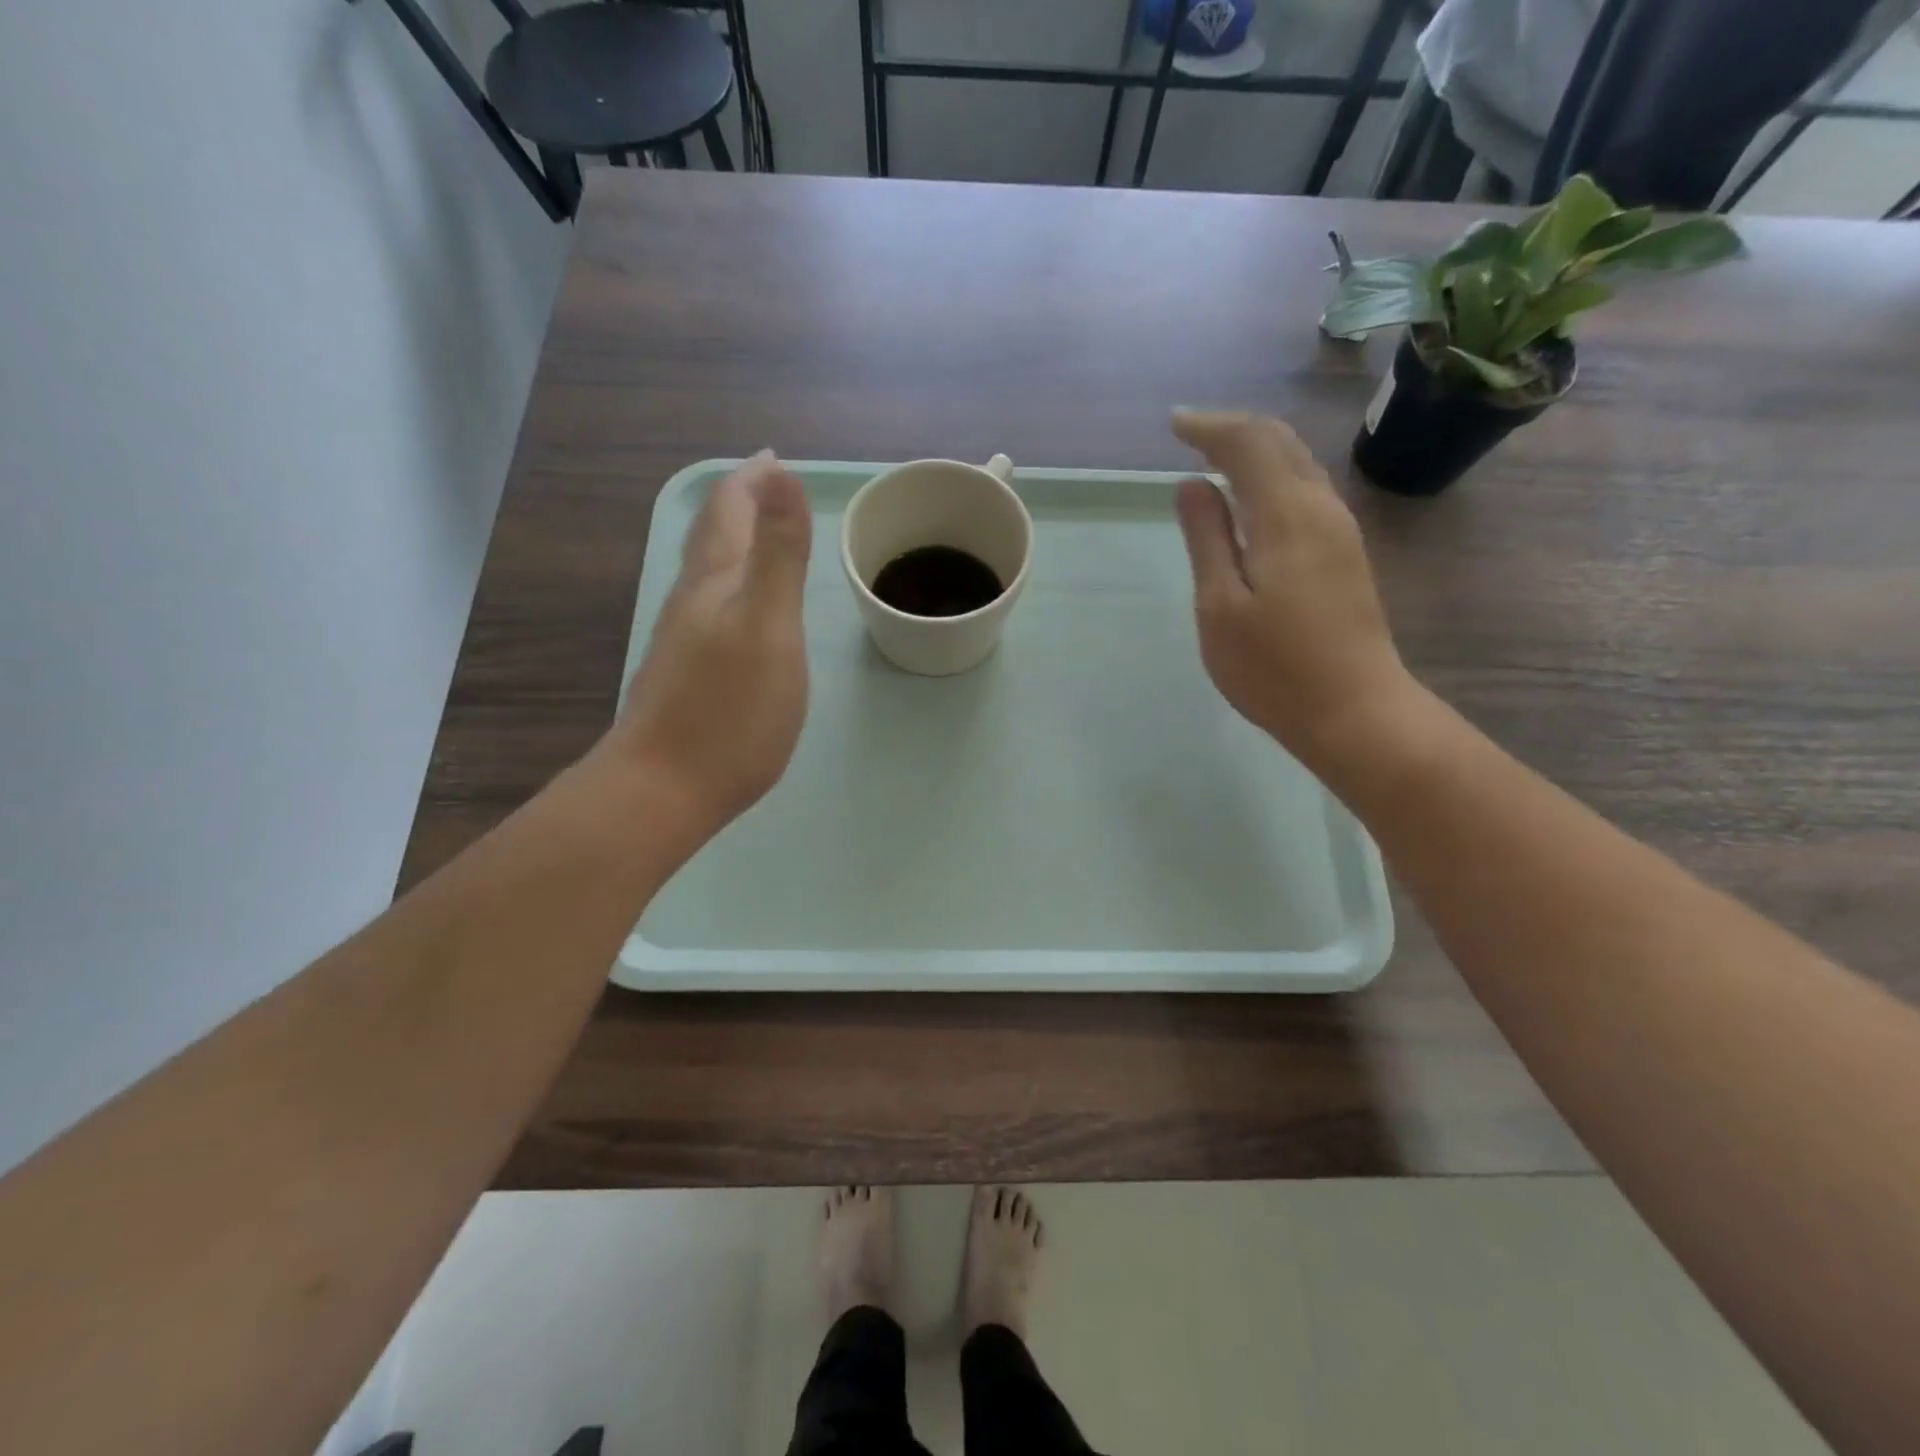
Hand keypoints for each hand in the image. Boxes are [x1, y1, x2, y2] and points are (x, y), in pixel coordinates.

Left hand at [605, 452, 811, 835]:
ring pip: (705, 572)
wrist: (663, 789)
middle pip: (711, 537)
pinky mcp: (684, 674)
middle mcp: (693, 602)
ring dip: (730, 542)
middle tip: (764, 485)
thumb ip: (778, 554)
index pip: (731, 512)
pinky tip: (735, 608)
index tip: (773, 460)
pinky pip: (708, 606)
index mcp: (717, 583)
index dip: (752, 482)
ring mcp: (683, 640)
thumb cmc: (729, 710)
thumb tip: (782, 477)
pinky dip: (728, 584)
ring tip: (754, 533)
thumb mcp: (769, 626)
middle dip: (738, 504)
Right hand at [1171, 410, 1415, 762]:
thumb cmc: (1274, 667)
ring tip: (1216, 456)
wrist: (1353, 711)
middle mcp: (1322, 508)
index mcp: (1287, 515)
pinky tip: (1251, 497)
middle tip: (1192, 432)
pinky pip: (1306, 490)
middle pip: (1281, 443)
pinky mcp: (1345, 554)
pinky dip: (1273, 476)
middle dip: (1235, 429)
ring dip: (1257, 450)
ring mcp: (1340, 531)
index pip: (1248, 444)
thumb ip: (1207, 539)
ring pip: (1299, 464)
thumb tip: (1193, 485)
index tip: (1173, 424)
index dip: (1210, 427)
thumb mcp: (1220, 606)